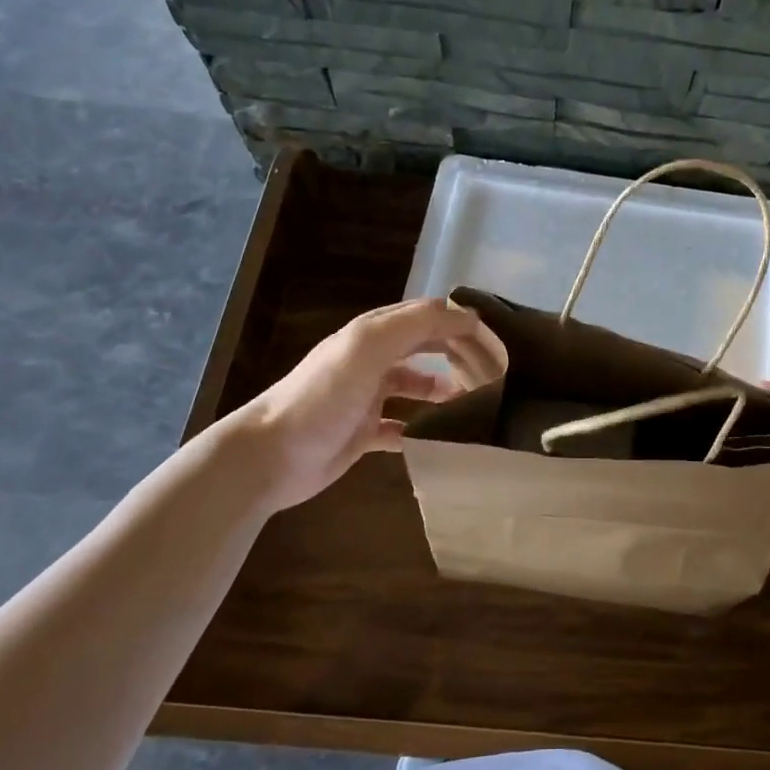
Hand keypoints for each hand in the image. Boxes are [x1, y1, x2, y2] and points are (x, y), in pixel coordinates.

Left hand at [218, 298, 505, 518]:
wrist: (271, 455)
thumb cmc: (323, 395)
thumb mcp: (370, 347)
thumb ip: (417, 324)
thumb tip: (467, 315)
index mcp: (373, 333)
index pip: (427, 315)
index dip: (460, 321)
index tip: (497, 339)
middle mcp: (371, 359)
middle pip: (423, 347)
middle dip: (457, 353)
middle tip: (493, 370)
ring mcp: (366, 397)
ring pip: (415, 386)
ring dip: (443, 390)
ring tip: (473, 402)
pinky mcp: (363, 433)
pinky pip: (401, 427)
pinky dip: (422, 429)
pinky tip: (442, 438)